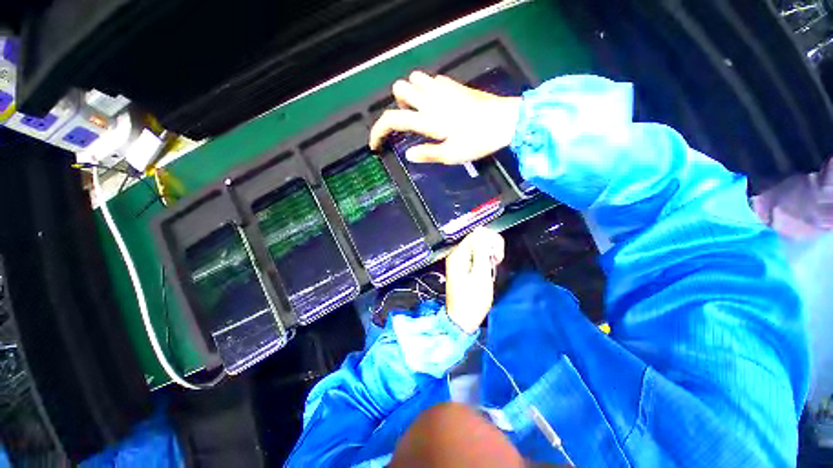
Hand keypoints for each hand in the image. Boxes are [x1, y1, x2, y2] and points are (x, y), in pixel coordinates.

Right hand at [369, 71, 520, 164]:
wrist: (505, 121)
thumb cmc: (477, 141)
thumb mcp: (451, 156)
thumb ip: (427, 154)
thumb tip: (408, 155)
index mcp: (427, 120)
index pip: (392, 119)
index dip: (378, 131)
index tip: (376, 144)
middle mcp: (430, 99)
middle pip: (399, 88)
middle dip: (397, 105)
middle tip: (410, 122)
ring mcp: (442, 88)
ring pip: (414, 79)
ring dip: (411, 94)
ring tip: (421, 111)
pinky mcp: (454, 85)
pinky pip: (432, 79)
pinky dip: (427, 89)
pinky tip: (437, 103)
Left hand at [445, 227, 505, 333]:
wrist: (462, 320)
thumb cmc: (472, 300)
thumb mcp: (480, 275)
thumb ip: (481, 252)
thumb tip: (482, 232)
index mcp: (458, 255)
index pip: (476, 235)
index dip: (491, 241)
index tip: (497, 256)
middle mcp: (456, 255)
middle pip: (477, 239)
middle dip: (490, 247)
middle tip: (496, 262)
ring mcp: (458, 261)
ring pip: (478, 247)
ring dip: (488, 254)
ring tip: (492, 267)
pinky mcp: (463, 268)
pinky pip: (475, 256)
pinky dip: (484, 260)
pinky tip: (487, 269)